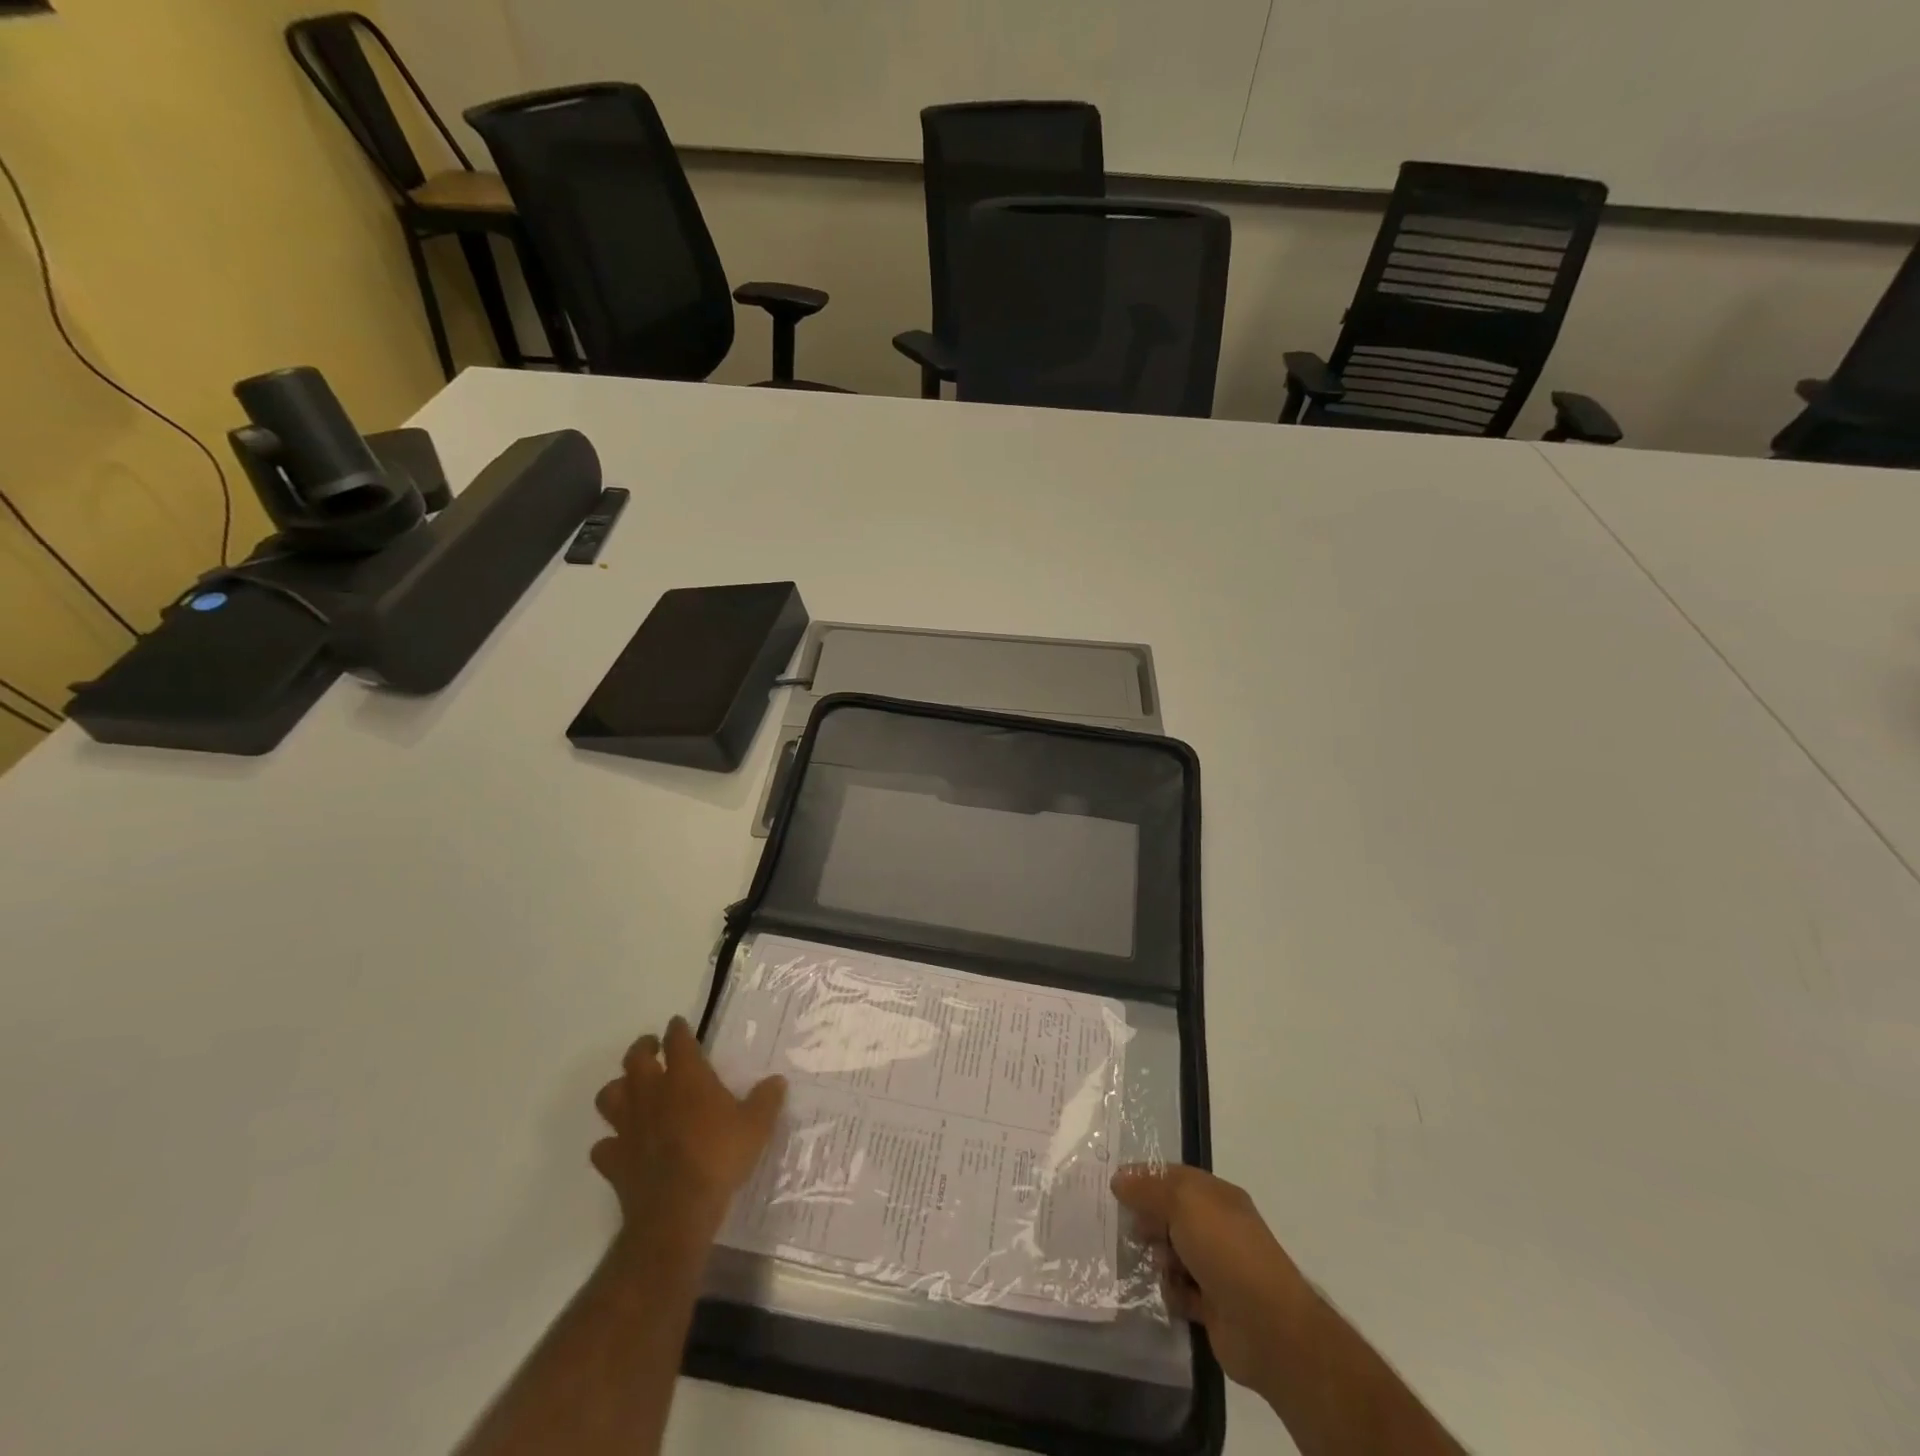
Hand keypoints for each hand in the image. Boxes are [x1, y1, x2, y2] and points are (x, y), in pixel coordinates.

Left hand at [592, 1017, 786, 1244]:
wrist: (677, 1210)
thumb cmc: (719, 1157)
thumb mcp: (756, 1126)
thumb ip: (766, 1100)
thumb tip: (777, 1081)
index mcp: (686, 1078)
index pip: (677, 1041)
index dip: (678, 1030)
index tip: (678, 1024)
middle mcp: (652, 1093)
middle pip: (635, 1059)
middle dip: (643, 1049)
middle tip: (652, 1049)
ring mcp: (628, 1126)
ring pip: (609, 1096)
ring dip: (618, 1090)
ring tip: (631, 1091)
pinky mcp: (613, 1160)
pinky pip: (603, 1146)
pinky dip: (610, 1142)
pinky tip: (621, 1145)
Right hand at [1112, 1164, 1313, 1397]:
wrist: (1268, 1326)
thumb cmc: (1225, 1250)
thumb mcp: (1183, 1203)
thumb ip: (1148, 1188)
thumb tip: (1119, 1179)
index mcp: (1216, 1196)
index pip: (1174, 1178)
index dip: (1145, 1179)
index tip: (1115, 1188)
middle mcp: (1217, 1227)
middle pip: (1171, 1215)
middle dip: (1150, 1221)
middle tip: (1133, 1232)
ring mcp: (1217, 1267)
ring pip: (1173, 1253)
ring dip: (1160, 1259)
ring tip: (1160, 1267)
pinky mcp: (1212, 1305)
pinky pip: (1180, 1291)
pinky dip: (1173, 1292)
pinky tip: (1172, 1295)